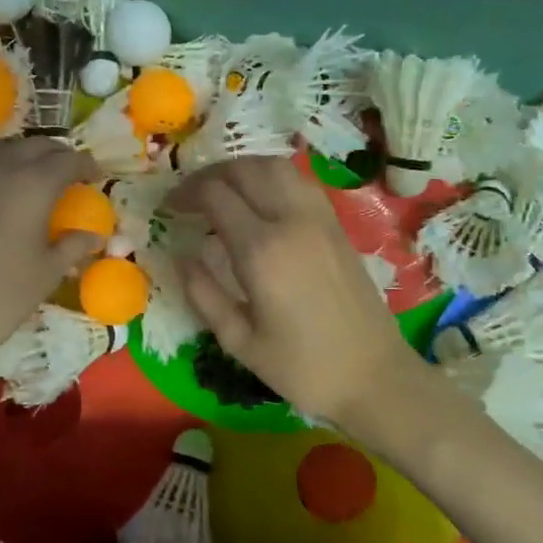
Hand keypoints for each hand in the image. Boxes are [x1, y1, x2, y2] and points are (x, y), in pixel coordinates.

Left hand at [0, 138, 102, 392]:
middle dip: (56, 154)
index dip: (85, 164)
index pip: (66, 160)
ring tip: (35, 178)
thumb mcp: (47, 274)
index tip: (97, 175)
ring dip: (23, 158)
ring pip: (0, 153)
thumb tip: (93, 235)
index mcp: (31, 186)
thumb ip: (72, 246)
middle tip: (70, 171)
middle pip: (32, 146)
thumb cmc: (1, 297)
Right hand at [171, 157, 427, 426]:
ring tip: (223, 191)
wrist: (373, 375)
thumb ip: (203, 294)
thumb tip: (181, 256)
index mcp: (261, 251)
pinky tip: (260, 200)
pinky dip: (272, 177)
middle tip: (191, 196)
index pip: (215, 195)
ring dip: (243, 169)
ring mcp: (319, 218)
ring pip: (276, 167)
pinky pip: (299, 181)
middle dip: (211, 174)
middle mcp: (291, 221)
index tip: (169, 208)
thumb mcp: (239, 341)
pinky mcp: (337, 224)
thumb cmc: (302, 367)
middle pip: (245, 169)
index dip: (186, 194)